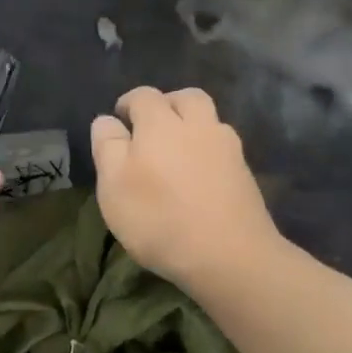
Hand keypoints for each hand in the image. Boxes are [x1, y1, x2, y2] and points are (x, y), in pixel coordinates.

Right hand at [92, 86, 281, 291]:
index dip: (128, 103)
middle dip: (167, 104)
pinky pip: (223, 146)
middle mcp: (198, 125)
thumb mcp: (114, 185)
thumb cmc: (160, 218)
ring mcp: (228, 148)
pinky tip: (199, 175)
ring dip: (192, 124)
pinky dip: (208, 150)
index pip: (143, 96)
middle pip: (186, 97)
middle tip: (152, 127)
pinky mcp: (245, 173)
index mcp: (161, 122)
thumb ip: (107, 146)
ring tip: (176, 151)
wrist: (230, 256)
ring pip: (210, 119)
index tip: (119, 121)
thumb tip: (106, 120)